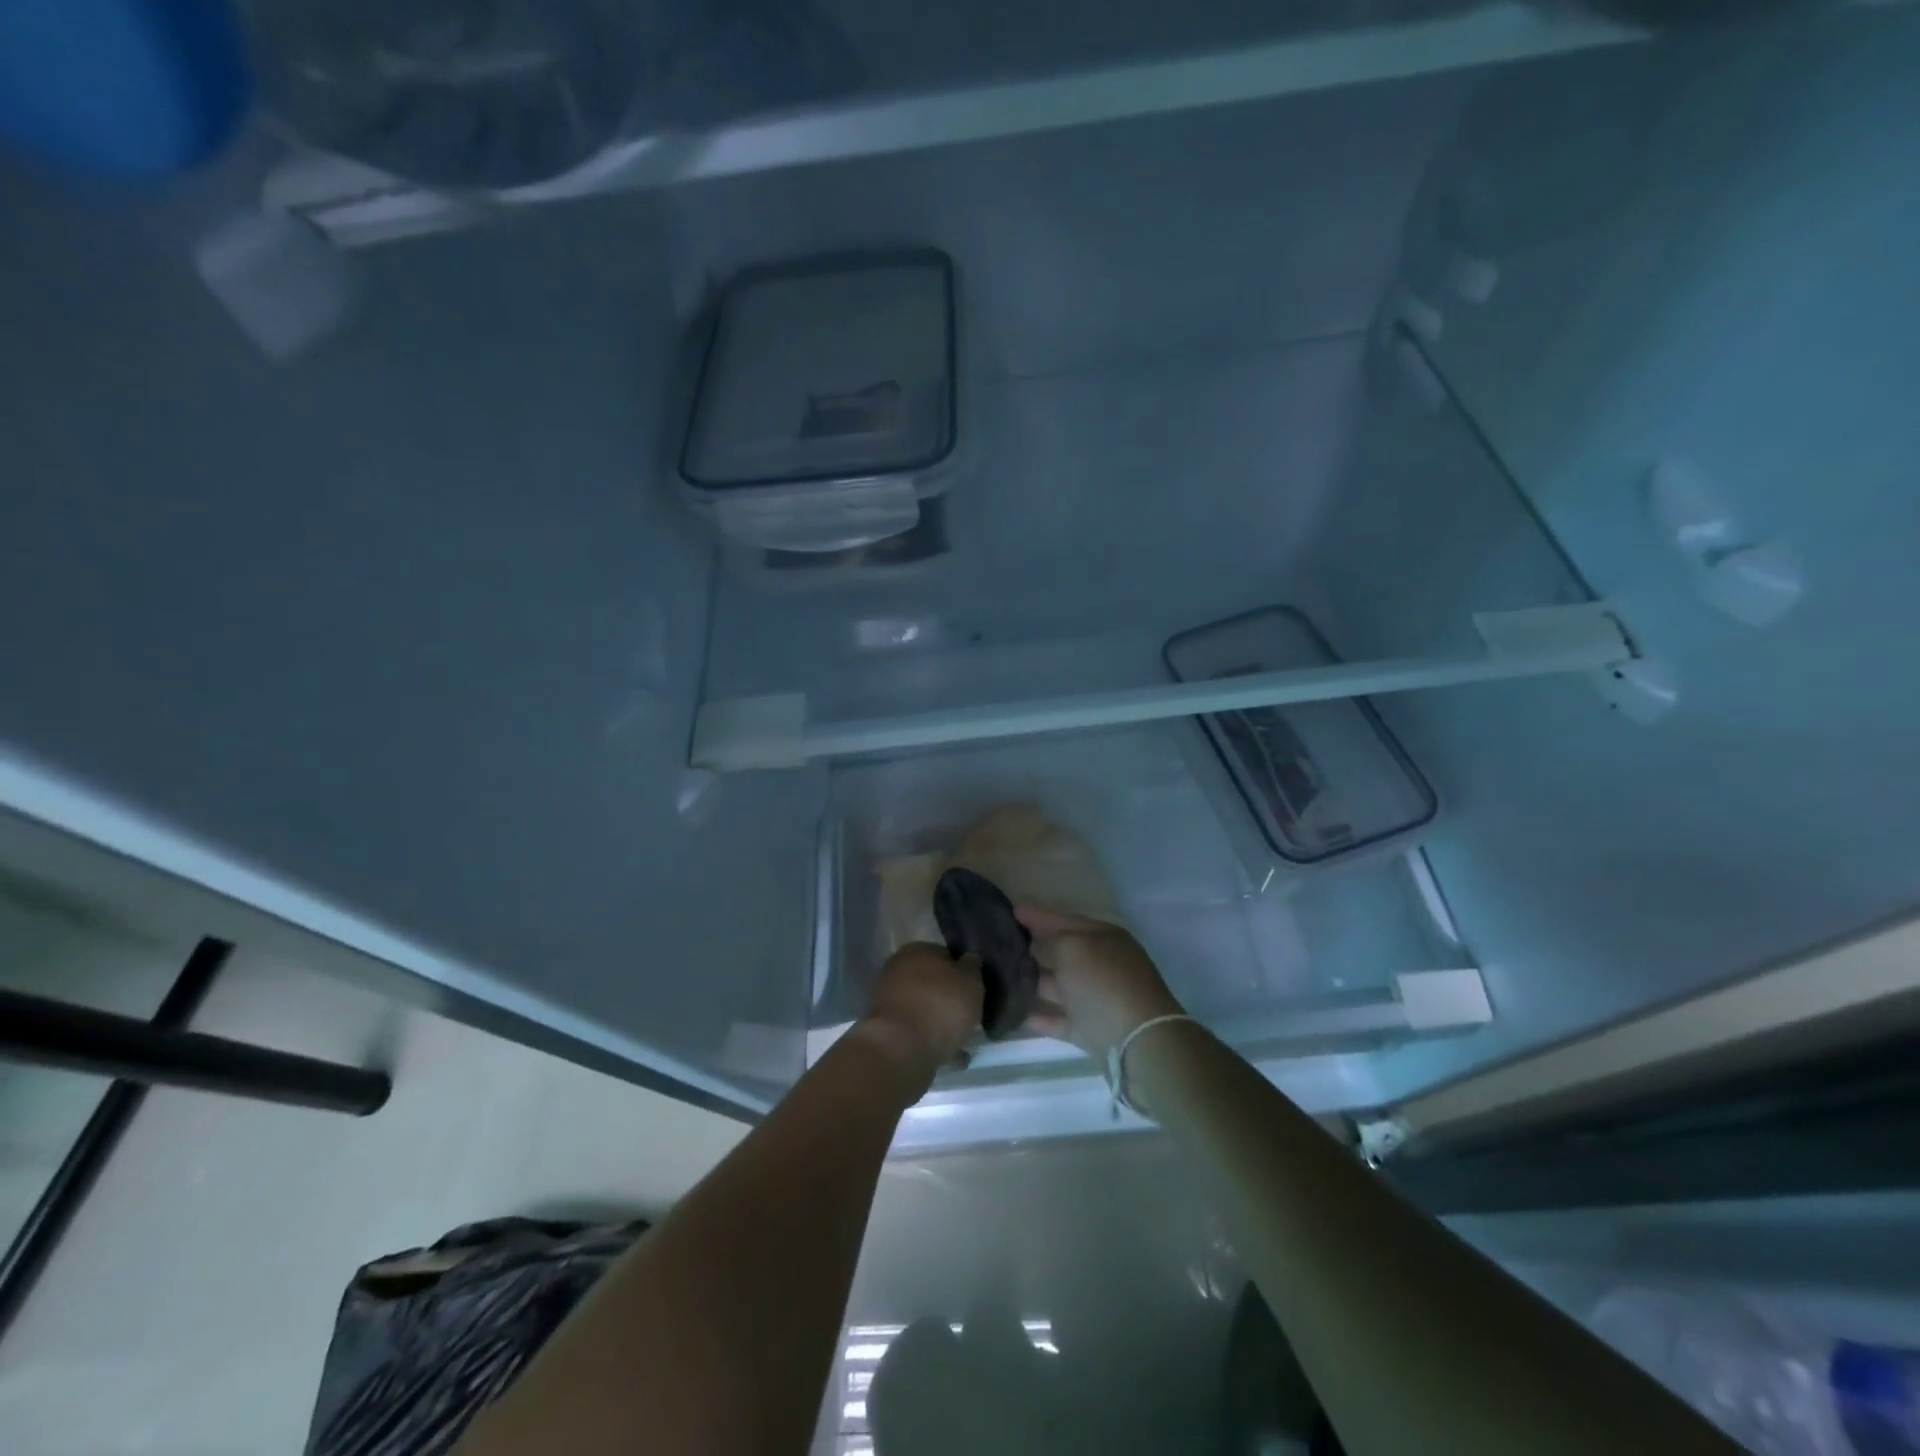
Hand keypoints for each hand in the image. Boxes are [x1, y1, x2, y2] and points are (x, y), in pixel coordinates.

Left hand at [860, 942, 983, 1083]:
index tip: (976, 989)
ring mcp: (889, 1001)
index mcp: (917, 950)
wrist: (902, 1050)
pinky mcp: (887, 1030)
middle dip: (949, 996)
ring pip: (924, 1007)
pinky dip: (932, 1039)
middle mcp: (898, 970)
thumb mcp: (970, 981)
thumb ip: (972, 967)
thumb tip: (970, 958)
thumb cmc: (940, 1006)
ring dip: (940, 1019)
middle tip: (971, 1013)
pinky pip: (917, 1031)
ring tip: (963, 1037)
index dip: (963, 971)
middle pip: (932, 982)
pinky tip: (951, 1053)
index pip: (946, 954)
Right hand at [1017, 906, 1184, 1061]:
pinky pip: (1061, 1019)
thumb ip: (1050, 943)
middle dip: (1034, 946)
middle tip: (1001, 943)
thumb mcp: (1072, 949)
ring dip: (1035, 980)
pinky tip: (1017, 1012)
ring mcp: (1098, 998)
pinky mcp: (1091, 1031)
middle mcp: (1102, 964)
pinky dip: (1042, 1016)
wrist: (1138, 1043)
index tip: (1012, 910)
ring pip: (1060, 985)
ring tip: (1003, 977)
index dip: (1038, 915)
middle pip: (1063, 951)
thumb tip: (1035, 947)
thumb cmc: (1104, 983)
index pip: (1065, 920)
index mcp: (1103, 937)